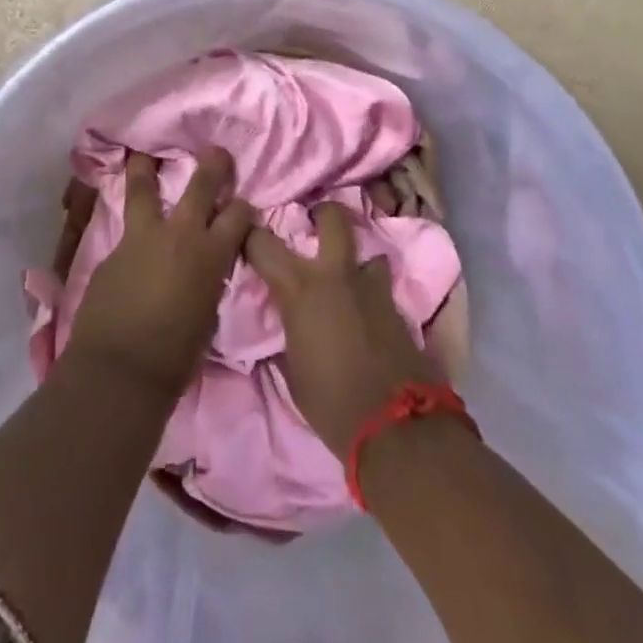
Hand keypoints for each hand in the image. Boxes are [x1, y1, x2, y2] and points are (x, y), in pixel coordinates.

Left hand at [64, 148, 252, 400]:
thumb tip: (205, 269)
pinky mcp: (114, 248)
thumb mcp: (207, 314)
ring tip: (141, 152)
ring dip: (145, 168)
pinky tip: (130, 221)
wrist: (120, 369)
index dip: (243, 209)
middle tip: (215, 151)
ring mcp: (142, 237)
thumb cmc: (175, 356)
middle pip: (200, 186)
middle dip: (212, 165)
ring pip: (144, 188)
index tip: (242, 207)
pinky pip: (126, 226)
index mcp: (211, 255)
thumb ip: (208, 280)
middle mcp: (180, 235)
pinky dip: (131, 220)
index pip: (238, 216)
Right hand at [244, 203, 439, 456]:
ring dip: (355, 259)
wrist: (397, 428)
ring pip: (367, 250)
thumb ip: (286, 332)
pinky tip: (365, 309)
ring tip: (345, 276)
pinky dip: (370, 291)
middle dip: (322, 215)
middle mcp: (336, 274)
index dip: (249, 235)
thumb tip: (284, 321)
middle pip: (332, 218)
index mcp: (299, 287)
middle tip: (312, 226)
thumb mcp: (291, 369)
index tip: (244, 236)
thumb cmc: (331, 402)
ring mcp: (372, 287)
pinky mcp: (398, 307)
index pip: (262, 242)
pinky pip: (381, 285)